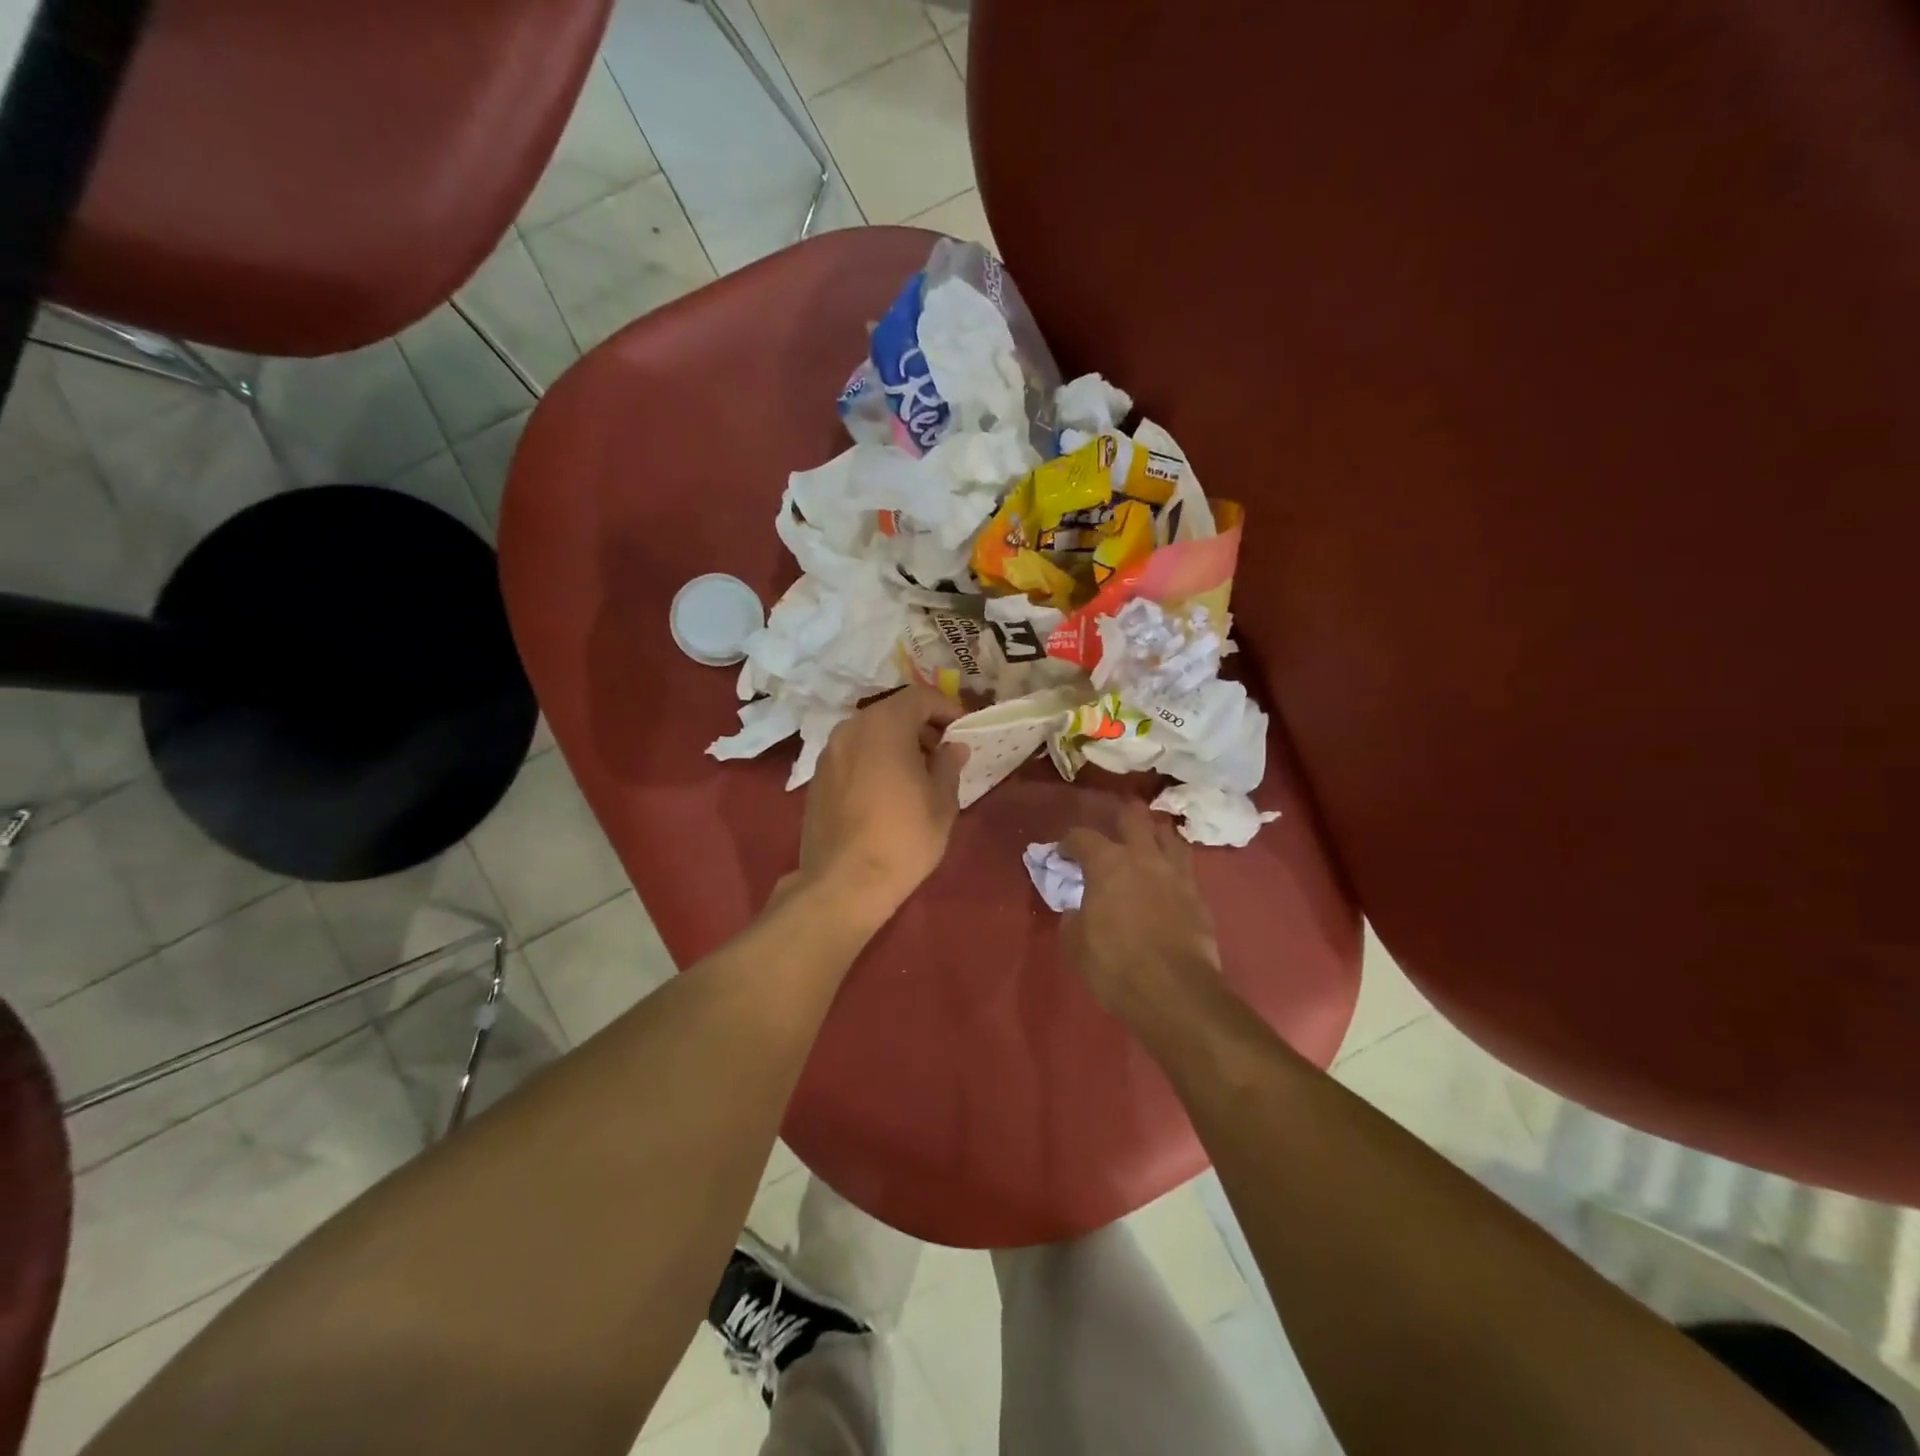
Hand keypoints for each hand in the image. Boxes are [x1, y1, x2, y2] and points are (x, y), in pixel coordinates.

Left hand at [792, 687, 968, 928]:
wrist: (844, 883)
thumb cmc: (903, 838)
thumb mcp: (941, 802)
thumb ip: (948, 765)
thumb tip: (953, 748)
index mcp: (884, 725)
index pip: (920, 697)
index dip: (946, 708)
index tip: (962, 730)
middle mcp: (851, 729)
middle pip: (892, 712)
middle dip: (920, 726)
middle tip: (942, 753)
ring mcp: (829, 753)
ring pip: (870, 733)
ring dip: (896, 743)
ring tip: (917, 774)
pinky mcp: (817, 778)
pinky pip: (853, 755)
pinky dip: (874, 759)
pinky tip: (887, 791)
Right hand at [1062, 803, 1221, 1026]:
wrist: (1174, 992)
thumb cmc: (1115, 964)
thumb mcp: (1076, 944)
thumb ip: (1074, 917)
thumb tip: (1079, 909)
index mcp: (1108, 863)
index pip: (1083, 836)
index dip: (1069, 842)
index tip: (1063, 853)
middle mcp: (1144, 857)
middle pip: (1133, 816)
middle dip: (1119, 818)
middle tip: (1111, 833)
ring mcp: (1176, 873)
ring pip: (1168, 834)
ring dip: (1154, 835)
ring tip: (1146, 848)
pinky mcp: (1198, 895)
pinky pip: (1185, 867)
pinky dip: (1172, 868)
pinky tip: (1166, 881)